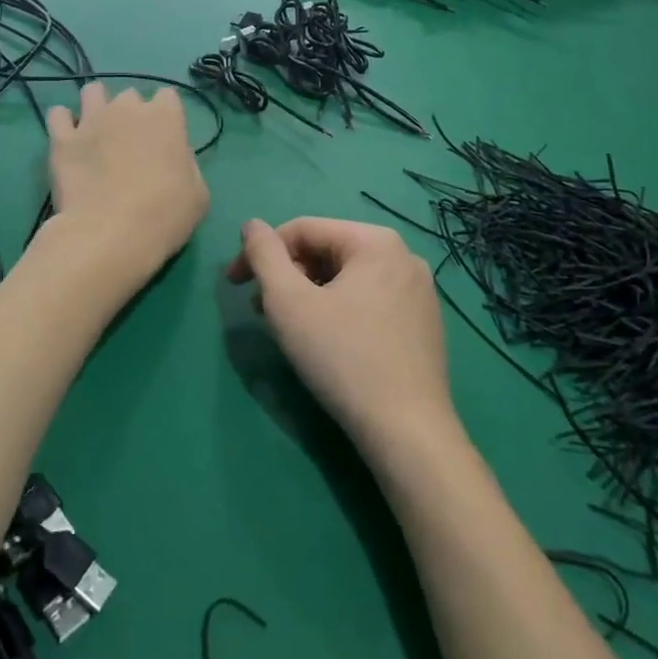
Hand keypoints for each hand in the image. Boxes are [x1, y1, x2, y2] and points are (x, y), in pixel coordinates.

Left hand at [47, 84, 207, 276]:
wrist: (111, 234)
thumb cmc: (165, 216)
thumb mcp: (198, 193)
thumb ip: (187, 164)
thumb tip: (174, 157)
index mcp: (166, 116)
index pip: (167, 97)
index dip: (165, 117)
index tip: (164, 139)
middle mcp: (128, 108)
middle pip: (130, 96)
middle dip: (131, 113)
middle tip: (129, 144)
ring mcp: (91, 120)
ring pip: (92, 92)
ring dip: (97, 107)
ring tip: (97, 132)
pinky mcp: (62, 139)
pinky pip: (58, 115)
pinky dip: (63, 123)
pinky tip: (69, 139)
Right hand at [228, 218, 455, 452]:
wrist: (407, 432)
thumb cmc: (342, 358)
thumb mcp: (289, 302)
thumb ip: (264, 255)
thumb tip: (252, 225)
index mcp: (375, 241)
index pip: (302, 229)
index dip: (260, 252)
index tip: (234, 284)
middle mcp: (404, 255)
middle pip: (326, 251)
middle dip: (288, 276)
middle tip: (262, 311)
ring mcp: (419, 290)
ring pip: (346, 277)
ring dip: (309, 294)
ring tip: (290, 328)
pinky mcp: (423, 322)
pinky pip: (368, 300)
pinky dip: (338, 310)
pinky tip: (327, 342)